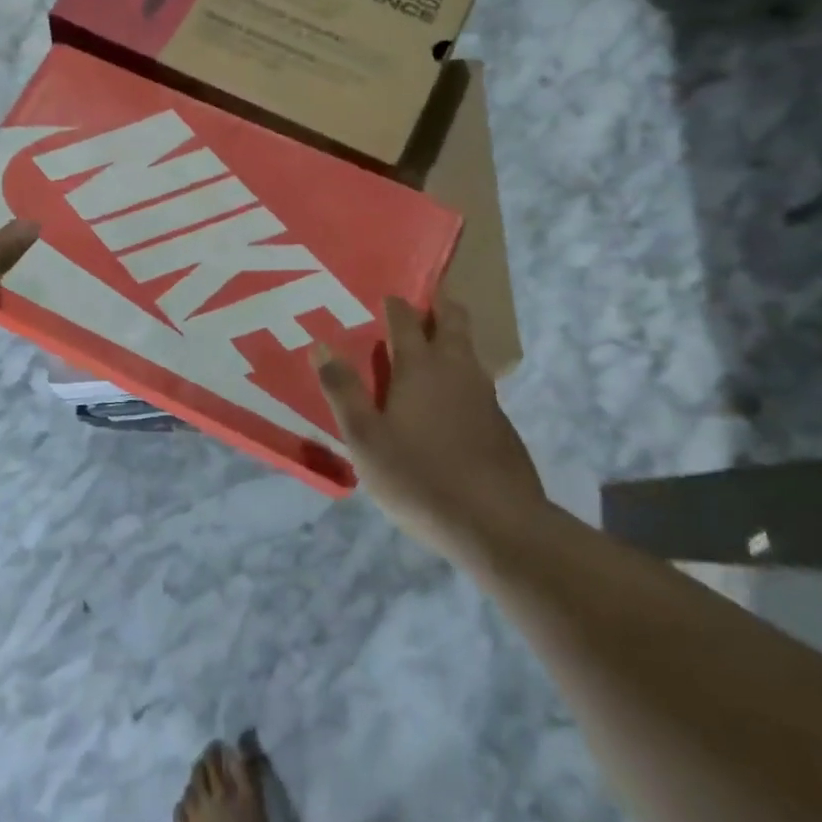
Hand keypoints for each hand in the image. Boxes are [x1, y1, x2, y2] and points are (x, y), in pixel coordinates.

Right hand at [315, 297, 545, 557]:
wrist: (499, 525)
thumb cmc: (420, 477)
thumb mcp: (365, 439)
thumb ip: (343, 390)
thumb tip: (321, 346)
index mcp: (420, 367)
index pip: (406, 318)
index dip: (394, 303)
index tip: (384, 296)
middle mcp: (457, 369)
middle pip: (453, 320)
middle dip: (439, 304)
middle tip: (422, 300)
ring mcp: (485, 395)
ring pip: (469, 350)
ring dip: (452, 338)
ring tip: (430, 347)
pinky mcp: (500, 423)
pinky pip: (477, 383)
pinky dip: (461, 376)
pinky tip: (447, 402)